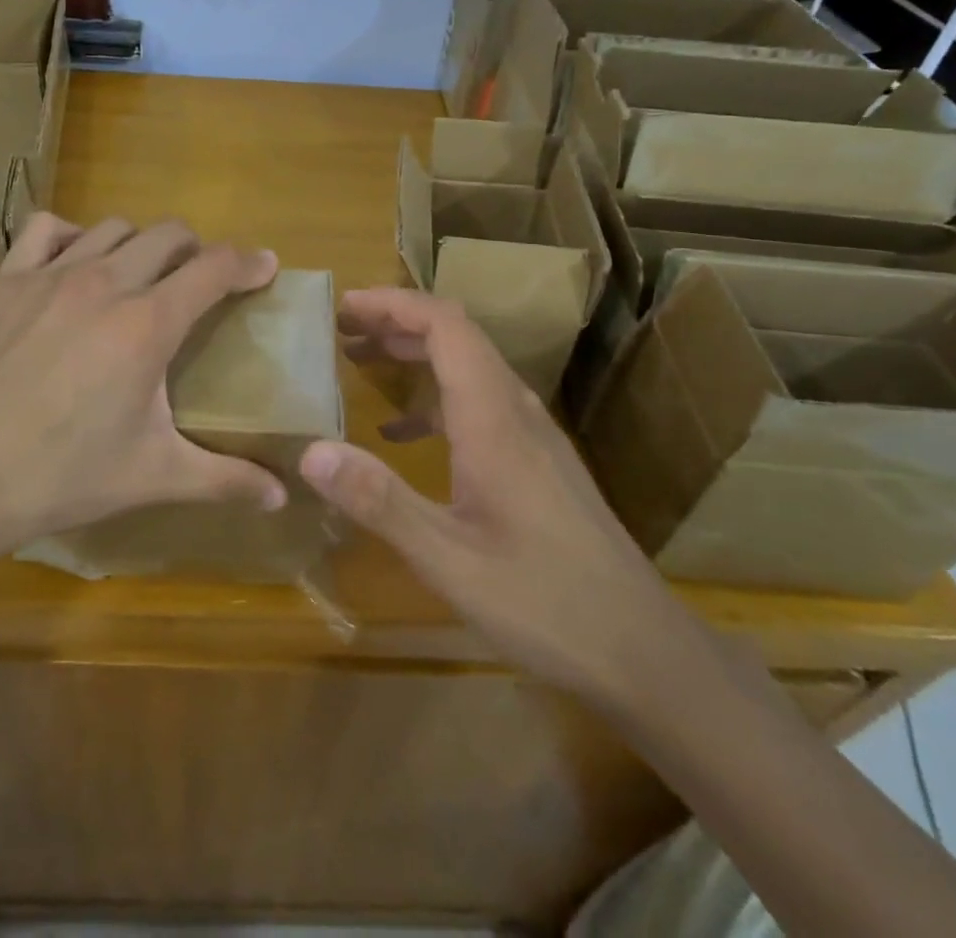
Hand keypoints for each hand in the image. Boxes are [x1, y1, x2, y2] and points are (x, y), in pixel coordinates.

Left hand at [0, 213, 288, 579]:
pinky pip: (47, 229)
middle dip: (197, 250)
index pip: (213, 269)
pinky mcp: (6, 281)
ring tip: (142, 275)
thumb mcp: (152, 477)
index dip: (248, 263)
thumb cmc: (60, 475)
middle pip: (169, 235)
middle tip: (201, 281)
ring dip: (140, 243)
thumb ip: (224, 479)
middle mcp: (105, 283)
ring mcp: (50, 275)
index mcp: (148, 324)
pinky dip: (73, 236)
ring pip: (114, 227)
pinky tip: (75, 264)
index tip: (266, 267)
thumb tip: (280, 497)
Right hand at [299, 287, 687, 703]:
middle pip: (456, 337)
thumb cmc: (545, 603)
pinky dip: (433, 400)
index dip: (394, 304)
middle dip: (396, 322)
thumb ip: (379, 501)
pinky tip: (401, 436)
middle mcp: (516, 411)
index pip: (445, 325)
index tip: (345, 304)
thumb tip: (310, 451)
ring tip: (361, 363)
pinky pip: (479, 404)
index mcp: (494, 418)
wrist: (645, 651)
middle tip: (341, 329)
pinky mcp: (538, 462)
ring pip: (468, 368)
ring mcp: (532, 436)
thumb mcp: (448, 560)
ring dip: (415, 355)